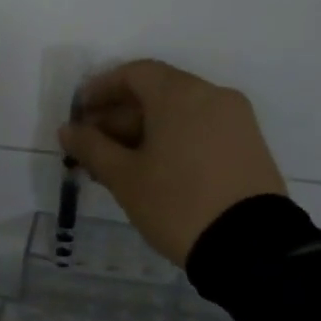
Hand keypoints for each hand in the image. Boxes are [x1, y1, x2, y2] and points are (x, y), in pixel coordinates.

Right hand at [58, 59, 285, 266]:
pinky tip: (153, 171)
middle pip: (157, 92)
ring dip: (144, 131)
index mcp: (181, 94)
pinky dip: (173, 140)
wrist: (252, 247)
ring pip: (179, 113)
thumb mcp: (125, 178)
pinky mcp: (249, 145)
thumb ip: (92, 148)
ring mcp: (236, 120)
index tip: (79, 113)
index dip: (101, 89)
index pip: (134, 73)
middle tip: (92, 147)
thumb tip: (68, 129)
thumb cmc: (177, 203)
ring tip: (117, 165)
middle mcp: (212, 95)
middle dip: (119, 116)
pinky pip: (201, 130)